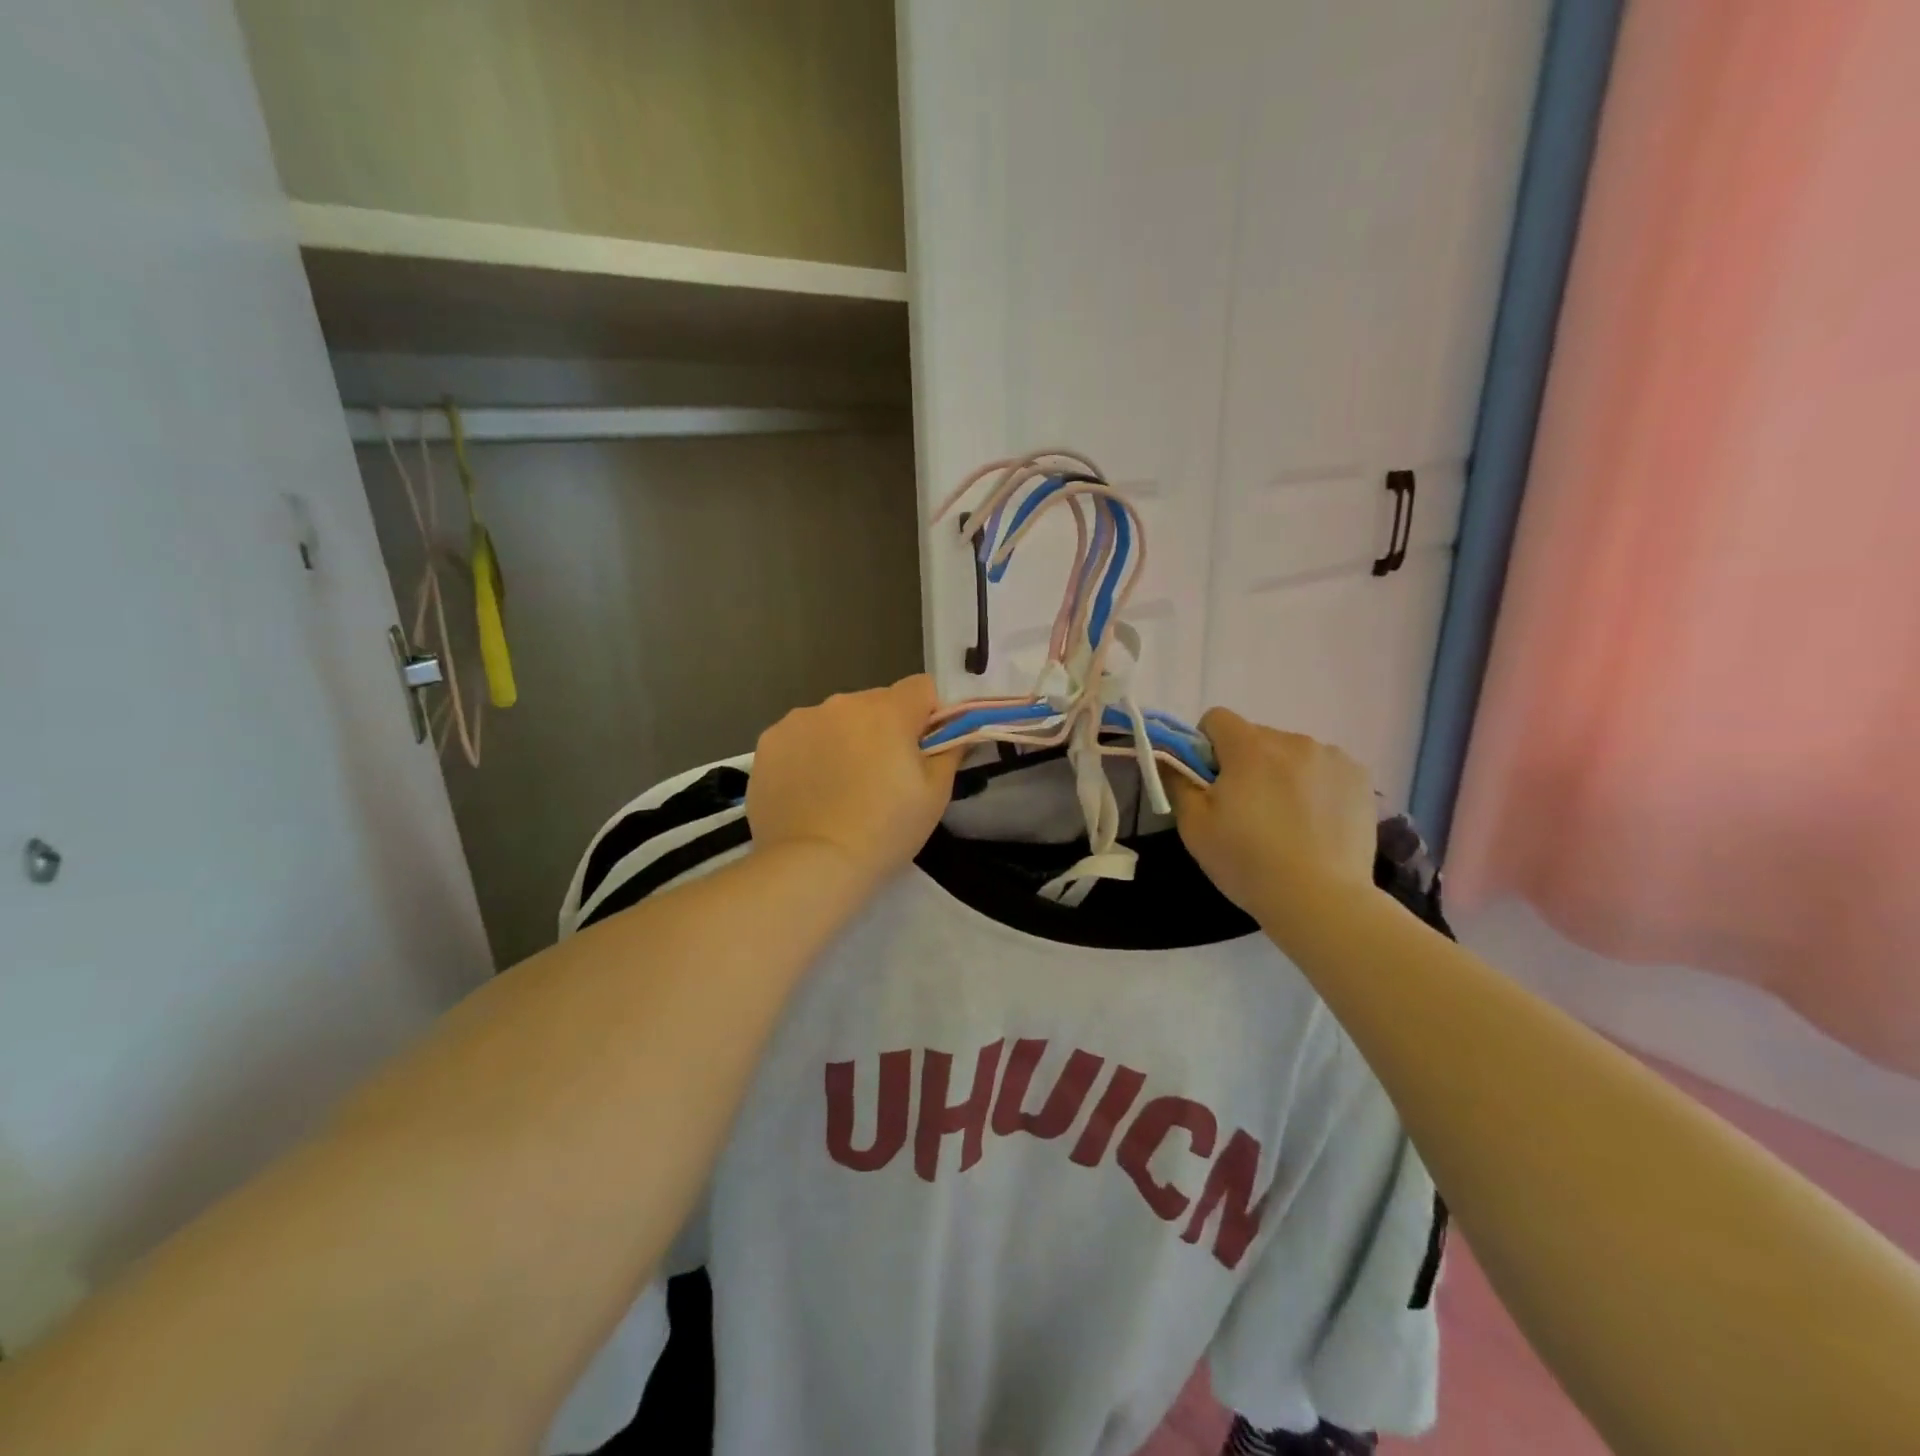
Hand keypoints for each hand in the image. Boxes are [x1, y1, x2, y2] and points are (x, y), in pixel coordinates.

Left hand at [748, 675, 959, 892]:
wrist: (811, 864)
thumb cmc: (884, 831)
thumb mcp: (935, 795)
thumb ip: (950, 751)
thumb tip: (955, 732)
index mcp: (887, 711)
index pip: (921, 687)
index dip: (928, 715)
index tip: (923, 749)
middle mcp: (842, 703)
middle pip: (876, 703)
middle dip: (884, 729)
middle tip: (881, 776)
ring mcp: (800, 720)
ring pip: (836, 719)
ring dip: (844, 739)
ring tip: (840, 788)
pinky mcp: (769, 742)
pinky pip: (801, 736)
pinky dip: (809, 753)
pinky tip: (809, 790)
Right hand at [1167, 708, 1375, 931]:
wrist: (1321, 900)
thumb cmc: (1247, 861)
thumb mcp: (1194, 826)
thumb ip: (1176, 781)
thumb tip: (1167, 756)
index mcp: (1249, 746)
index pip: (1217, 719)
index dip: (1205, 746)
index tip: (1209, 780)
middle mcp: (1293, 741)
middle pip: (1255, 737)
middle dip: (1245, 762)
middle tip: (1245, 808)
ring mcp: (1332, 758)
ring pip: (1292, 753)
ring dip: (1281, 772)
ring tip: (1286, 820)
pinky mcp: (1360, 779)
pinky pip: (1324, 769)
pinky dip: (1314, 786)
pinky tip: (1315, 822)